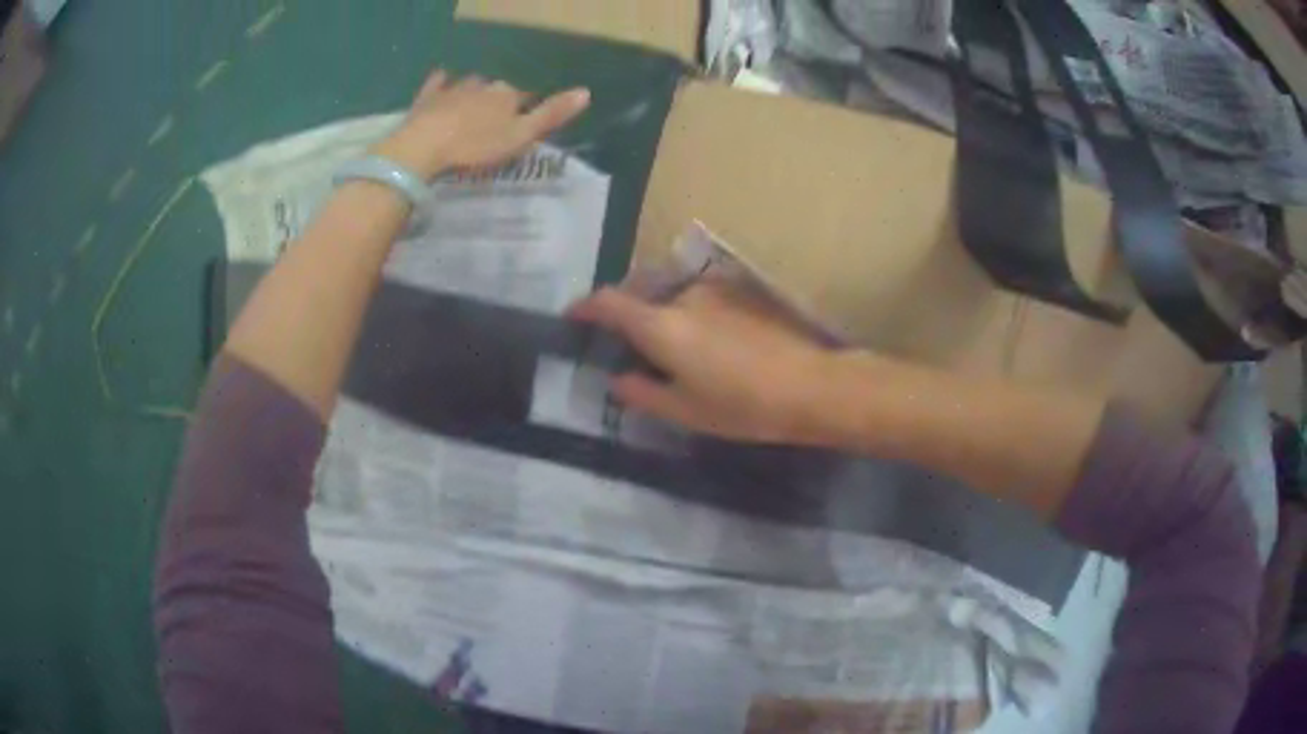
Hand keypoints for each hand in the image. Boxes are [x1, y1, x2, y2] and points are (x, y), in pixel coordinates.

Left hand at [373, 70, 590, 179]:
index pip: (525, 99)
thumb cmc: (476, 146)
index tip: (522, 129)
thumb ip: (551, 115)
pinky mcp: (428, 97)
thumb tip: (586, 92)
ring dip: (474, 94)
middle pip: (497, 91)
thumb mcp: (521, 137)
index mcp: (508, 94)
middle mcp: (484, 85)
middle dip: (498, 104)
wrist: (424, 147)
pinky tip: (442, 82)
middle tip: (493, 127)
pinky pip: (438, 82)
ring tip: (471, 112)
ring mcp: (453, 88)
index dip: (526, 112)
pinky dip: (442, 82)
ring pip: (470, 85)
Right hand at [569, 281, 838, 442]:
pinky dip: (688, 313)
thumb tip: (617, 379)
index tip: (572, 317)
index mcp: (662, 325)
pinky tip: (707, 342)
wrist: (812, 385)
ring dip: (661, 313)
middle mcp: (683, 295)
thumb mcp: (685, 411)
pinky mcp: (742, 292)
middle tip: (626, 344)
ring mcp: (716, 289)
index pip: (609, 303)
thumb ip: (643, 393)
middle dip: (626, 313)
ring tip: (672, 348)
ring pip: (672, 296)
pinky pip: (699, 298)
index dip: (585, 307)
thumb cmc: (743, 405)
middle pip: (640, 293)